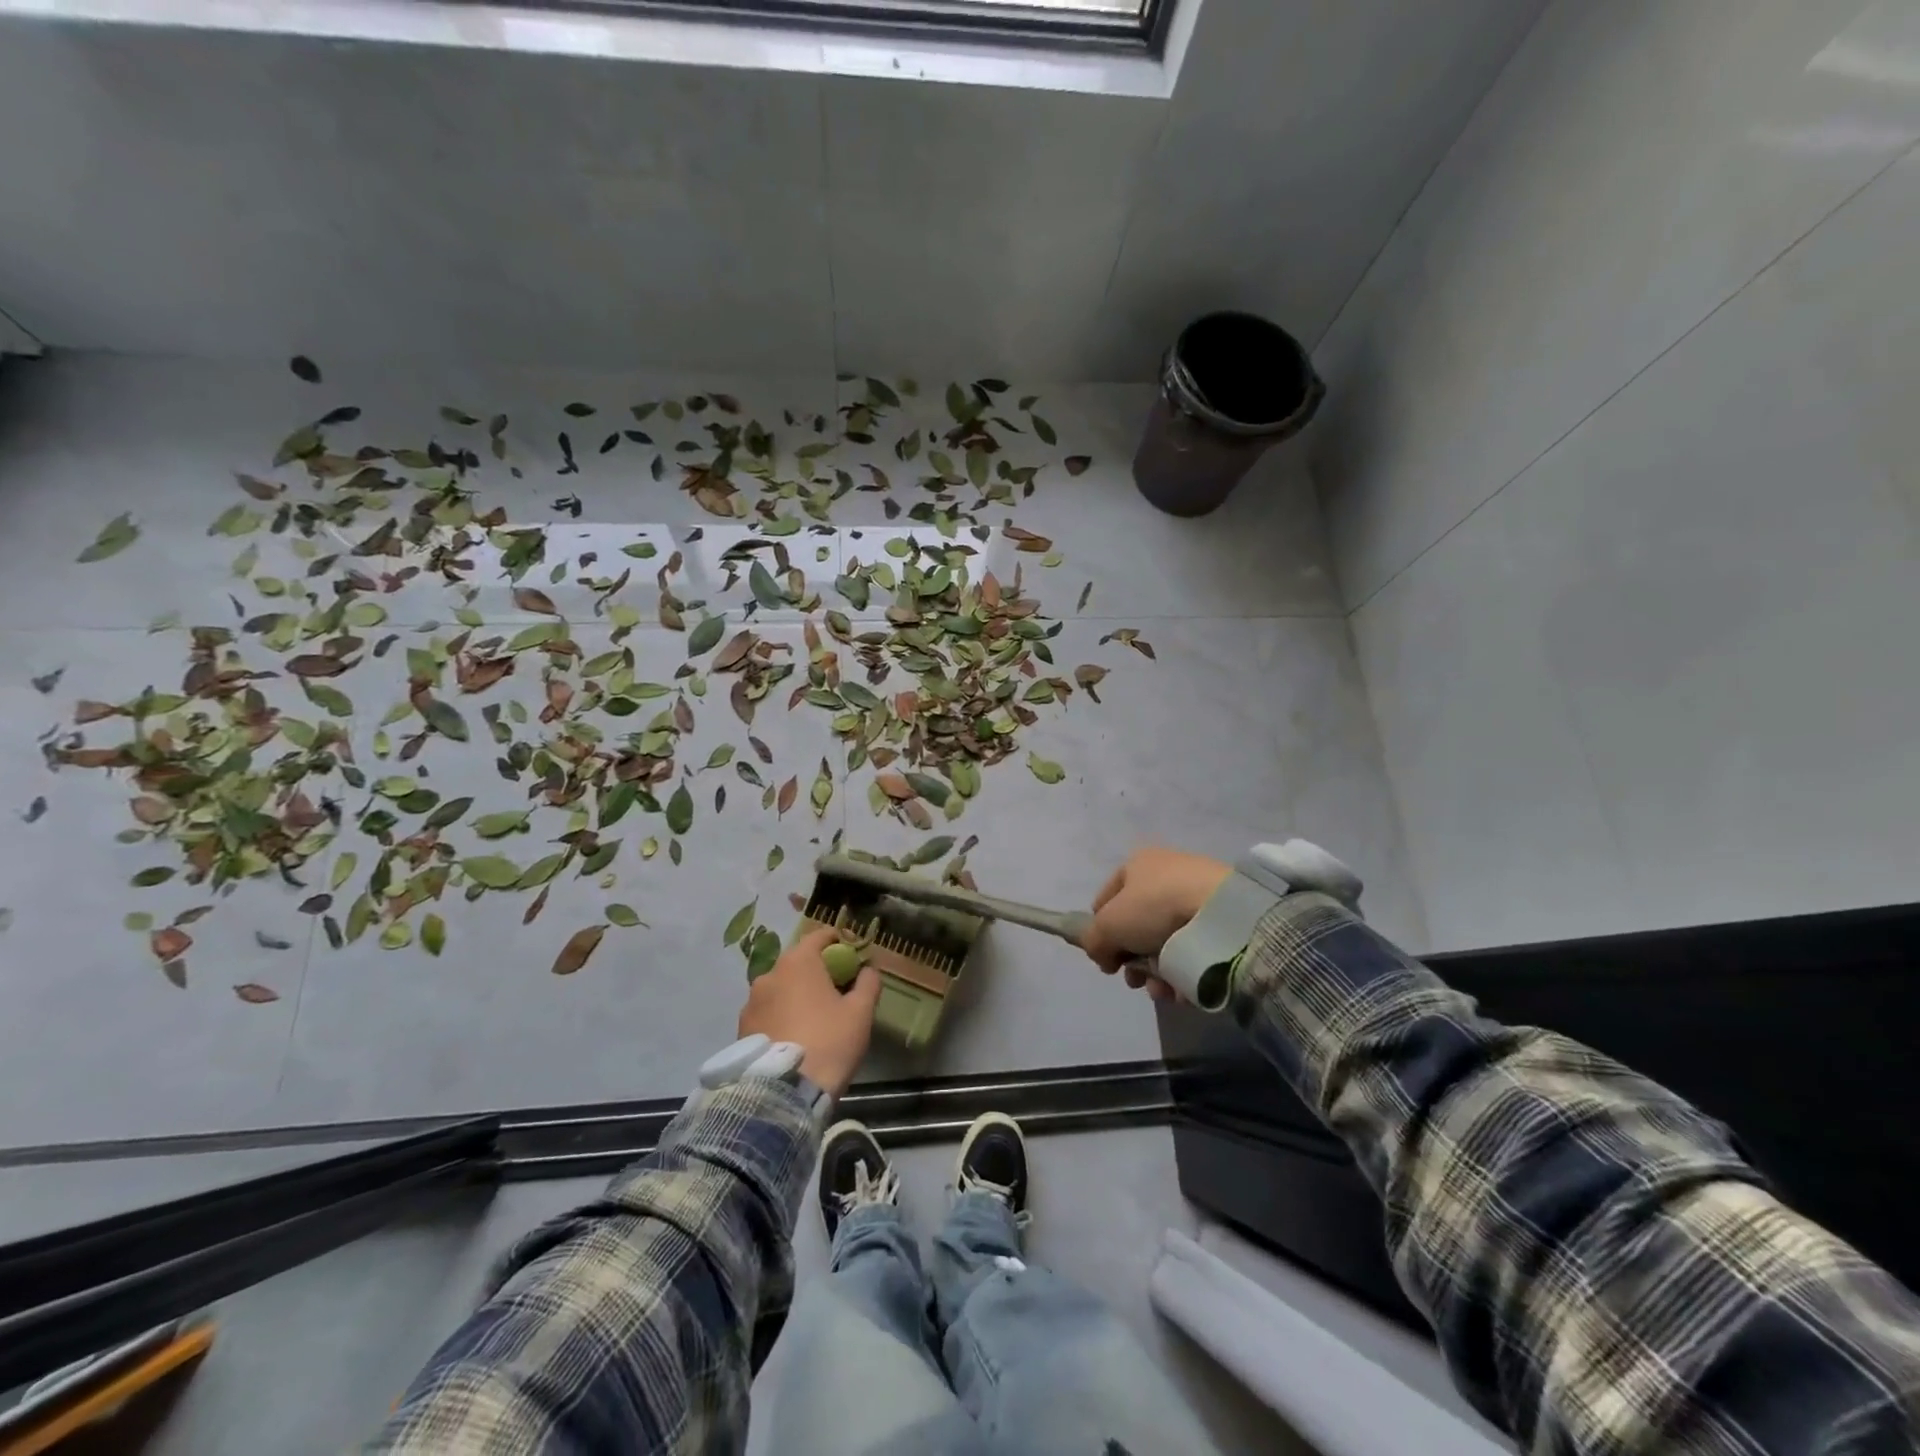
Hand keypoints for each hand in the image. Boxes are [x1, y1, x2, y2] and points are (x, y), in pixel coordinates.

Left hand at [738, 925, 881, 1097]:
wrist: (784, 1092)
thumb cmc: (829, 1042)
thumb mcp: (861, 1012)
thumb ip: (868, 982)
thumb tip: (868, 969)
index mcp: (798, 962)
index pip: (819, 936)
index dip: (838, 941)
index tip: (852, 955)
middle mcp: (769, 974)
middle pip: (798, 962)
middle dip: (817, 971)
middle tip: (836, 990)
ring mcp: (751, 1002)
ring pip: (780, 988)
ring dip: (796, 995)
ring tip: (813, 1018)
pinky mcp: (741, 1028)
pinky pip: (767, 1012)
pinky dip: (781, 1015)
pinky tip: (794, 1036)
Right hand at [1084, 848, 1231, 999]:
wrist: (1220, 912)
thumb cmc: (1155, 907)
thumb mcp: (1108, 925)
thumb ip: (1094, 941)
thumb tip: (1102, 956)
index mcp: (1137, 864)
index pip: (1105, 900)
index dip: (1100, 931)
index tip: (1107, 959)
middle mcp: (1166, 874)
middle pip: (1136, 927)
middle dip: (1132, 960)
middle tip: (1135, 981)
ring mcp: (1195, 896)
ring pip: (1164, 943)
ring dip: (1156, 973)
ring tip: (1161, 991)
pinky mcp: (1220, 919)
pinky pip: (1192, 950)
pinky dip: (1184, 972)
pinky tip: (1182, 989)